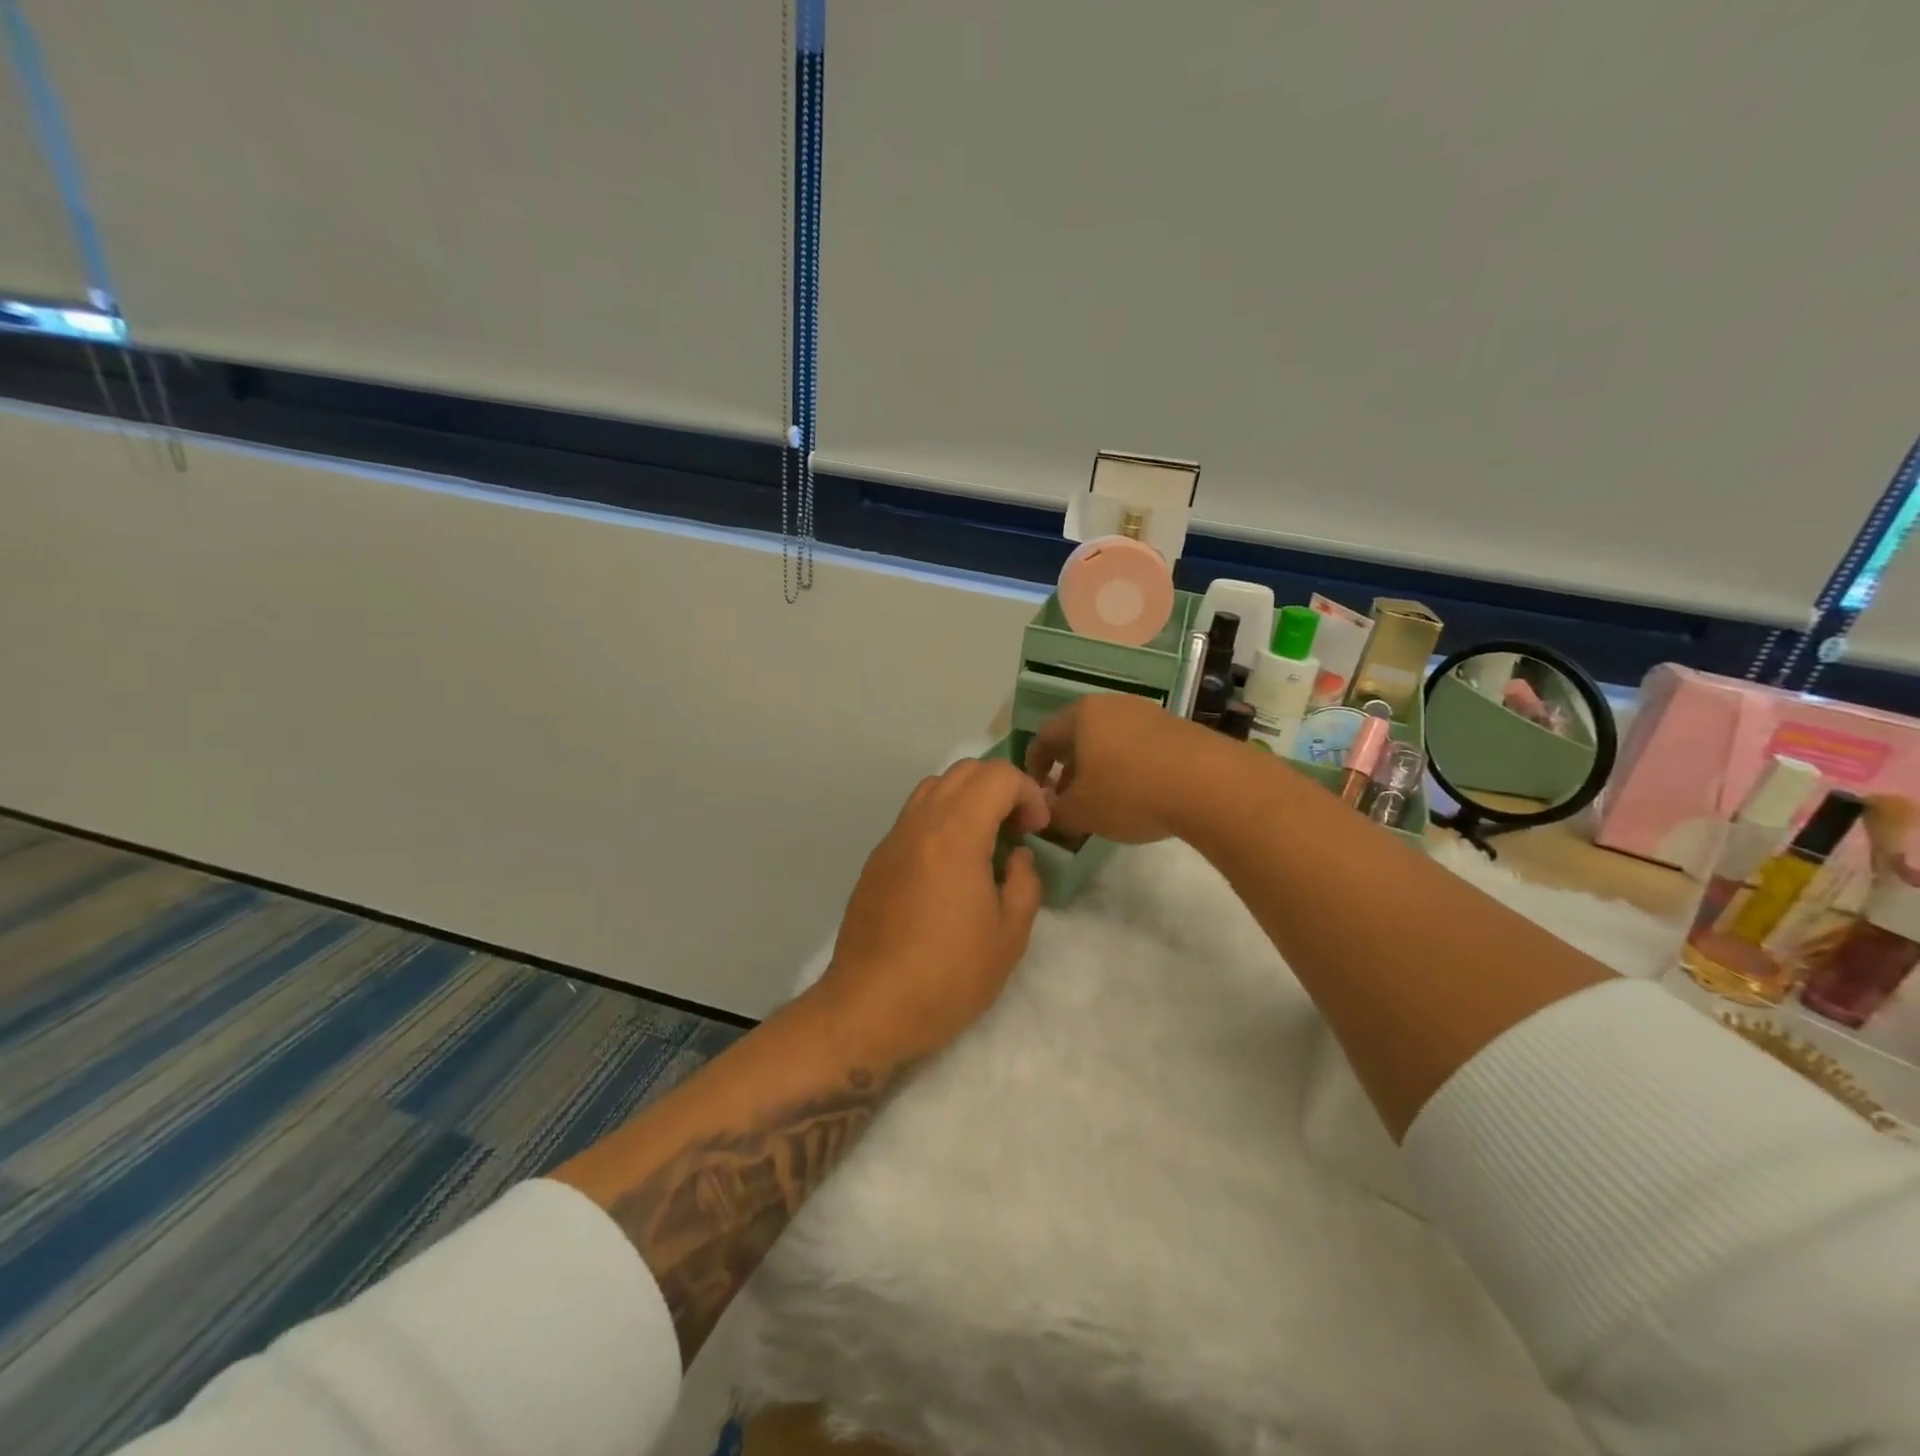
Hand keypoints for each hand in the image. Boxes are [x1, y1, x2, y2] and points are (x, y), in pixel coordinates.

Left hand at [816, 758, 1051, 1061]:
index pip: (997, 776)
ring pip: (932, 789)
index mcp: (956, 834)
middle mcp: (920, 823)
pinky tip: (949, 869)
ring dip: (966, 800)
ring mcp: (892, 840)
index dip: (1028, 793)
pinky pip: (913, 818)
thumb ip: (1024, 883)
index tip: (1037, 830)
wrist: (869, 1008)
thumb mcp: (1009, 936)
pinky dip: (940, 821)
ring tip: (983, 844)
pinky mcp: (876, 861)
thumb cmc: (948, 975)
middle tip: (1016, 830)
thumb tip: (1017, 858)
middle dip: (1000, 788)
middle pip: (963, 771)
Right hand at [1025, 693, 1221, 843]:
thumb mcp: (1081, 812)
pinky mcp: (1178, 727)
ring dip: (1100, 767)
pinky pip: (1140, 746)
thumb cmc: (1130, 792)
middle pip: (1079, 734)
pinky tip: (1139, 793)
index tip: (1036, 791)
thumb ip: (1054, 811)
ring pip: (1111, 739)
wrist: (1209, 784)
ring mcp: (1148, 712)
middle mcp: (1112, 704)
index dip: (1033, 765)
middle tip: (1068, 797)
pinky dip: (1130, 766)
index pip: (1044, 736)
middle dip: (1068, 767)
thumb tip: (1045, 809)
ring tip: (1104, 799)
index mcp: (1081, 715)